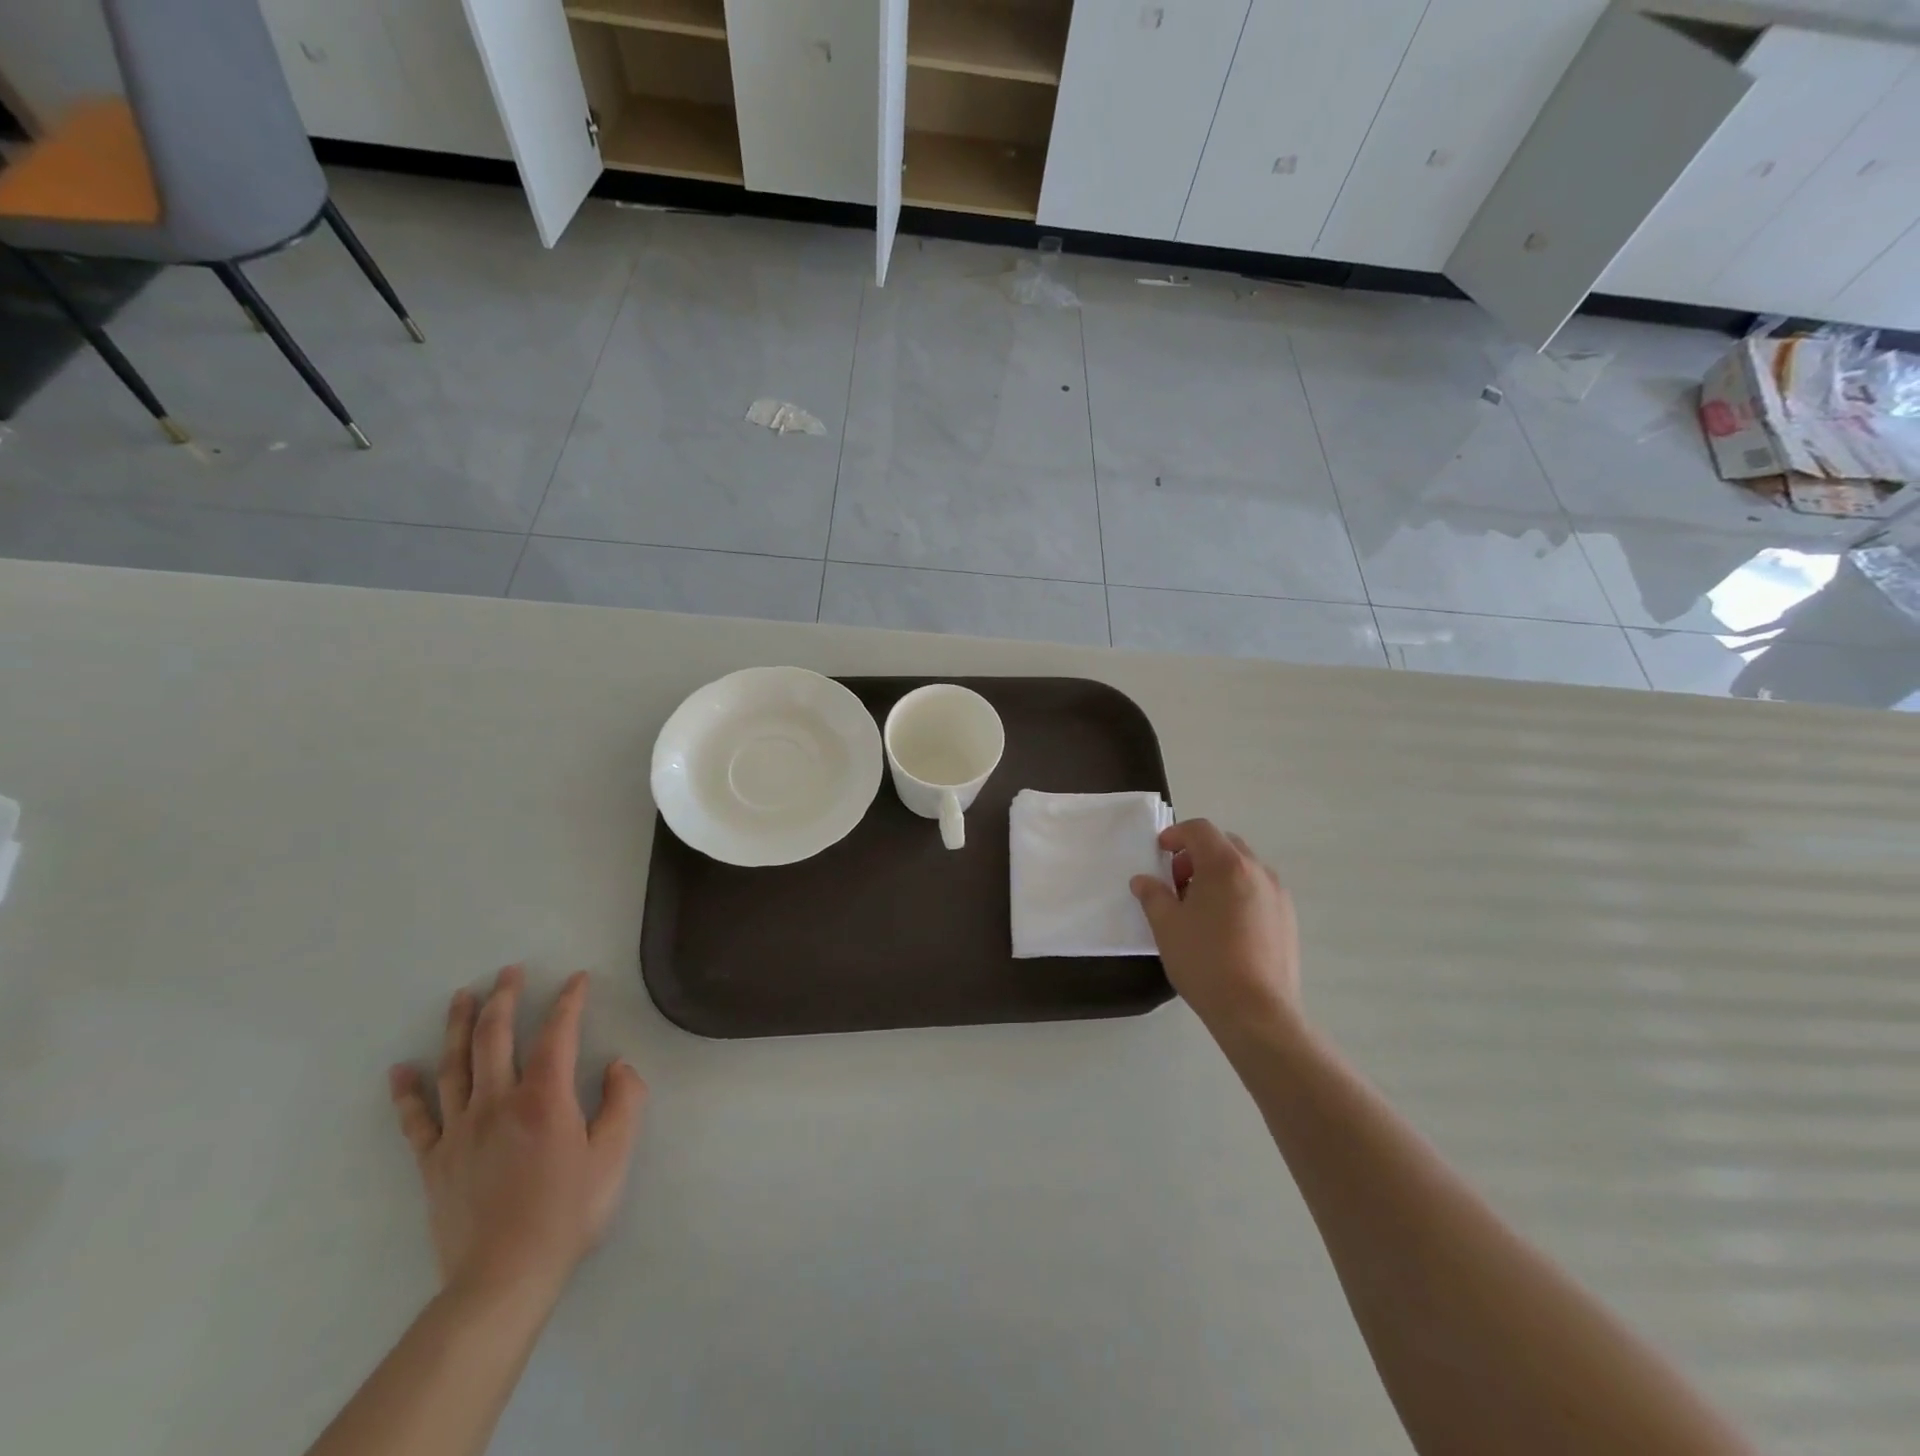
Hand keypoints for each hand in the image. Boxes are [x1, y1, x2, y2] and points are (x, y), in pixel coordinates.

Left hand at [388, 967, 647, 1310]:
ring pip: (455, 1066)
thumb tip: (617, 1065)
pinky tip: (399, 1070)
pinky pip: (416, 1120)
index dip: (569, 1001)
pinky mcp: (434, 1162)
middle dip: (504, 998)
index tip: (577, 979)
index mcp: (543, 1098)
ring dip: (459, 1027)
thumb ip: (625, 1101)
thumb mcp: (614, 1155)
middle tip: (509, 971)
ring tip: (462, 997)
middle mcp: (497, 1102)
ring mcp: (459, 1131)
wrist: (503, 1278)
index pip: (557, 1033)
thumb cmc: (567, 1212)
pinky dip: (407, 1093)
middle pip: (495, 1037)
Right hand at [1131, 820, 1300, 1036]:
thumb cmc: (1205, 961)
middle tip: (1177, 882)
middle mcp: (1257, 871)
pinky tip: (1224, 928)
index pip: (1200, 830)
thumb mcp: (1166, 926)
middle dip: (1197, 854)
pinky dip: (1238, 893)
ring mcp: (1278, 895)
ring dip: (1218, 874)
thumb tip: (1143, 880)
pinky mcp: (1288, 919)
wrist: (1257, 1012)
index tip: (1160, 853)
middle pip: (1224, 844)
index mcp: (1226, 865)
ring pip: (1244, 868)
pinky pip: (1258, 891)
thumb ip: (1152, 895)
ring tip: (1200, 908)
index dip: (1175, 835)